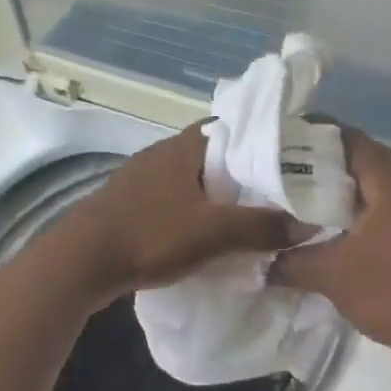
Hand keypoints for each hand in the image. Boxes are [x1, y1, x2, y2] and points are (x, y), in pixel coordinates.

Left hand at [59, 125, 305, 300]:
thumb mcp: (214, 232)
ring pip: (190, 180)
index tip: (286, 163)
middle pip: (212, 156)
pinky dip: (192, 212)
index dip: (260, 143)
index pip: (231, 129)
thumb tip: (309, 225)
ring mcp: (140, 179)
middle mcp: (161, 154)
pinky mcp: (128, 204)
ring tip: (244, 217)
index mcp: (183, 147)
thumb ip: (262, 226)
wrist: (81, 261)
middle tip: (272, 196)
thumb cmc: (151, 234)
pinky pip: (172, 201)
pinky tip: (202, 234)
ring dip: (215, 196)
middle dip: (241, 174)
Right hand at [273, 129, 390, 361]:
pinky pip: (389, 205)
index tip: (281, 144)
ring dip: (344, 189)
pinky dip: (362, 208)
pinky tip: (336, 227)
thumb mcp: (333, 276)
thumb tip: (263, 262)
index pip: (349, 139)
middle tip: (286, 173)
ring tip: (305, 199)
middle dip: (325, 164)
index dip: (313, 137)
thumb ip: (293, 262)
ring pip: (378, 184)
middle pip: (364, 159)